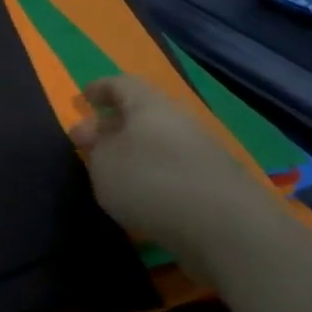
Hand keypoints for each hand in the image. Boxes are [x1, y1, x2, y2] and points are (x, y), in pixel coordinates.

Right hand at [67, 74, 274, 274]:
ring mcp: (202, 152)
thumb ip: (97, 149)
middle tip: (88, 142)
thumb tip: (103, 142)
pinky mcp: (215, 183)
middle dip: (113, 125)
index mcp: (149, 105)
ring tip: (112, 173)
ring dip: (134, 152)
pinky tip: (142, 195)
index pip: (121, 84)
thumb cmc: (151, 181)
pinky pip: (174, 168)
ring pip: (158, 142)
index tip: (83, 98)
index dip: (100, 89)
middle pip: (141, 114)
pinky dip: (154, 174)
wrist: (227, 228)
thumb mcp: (104, 163)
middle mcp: (178, 120)